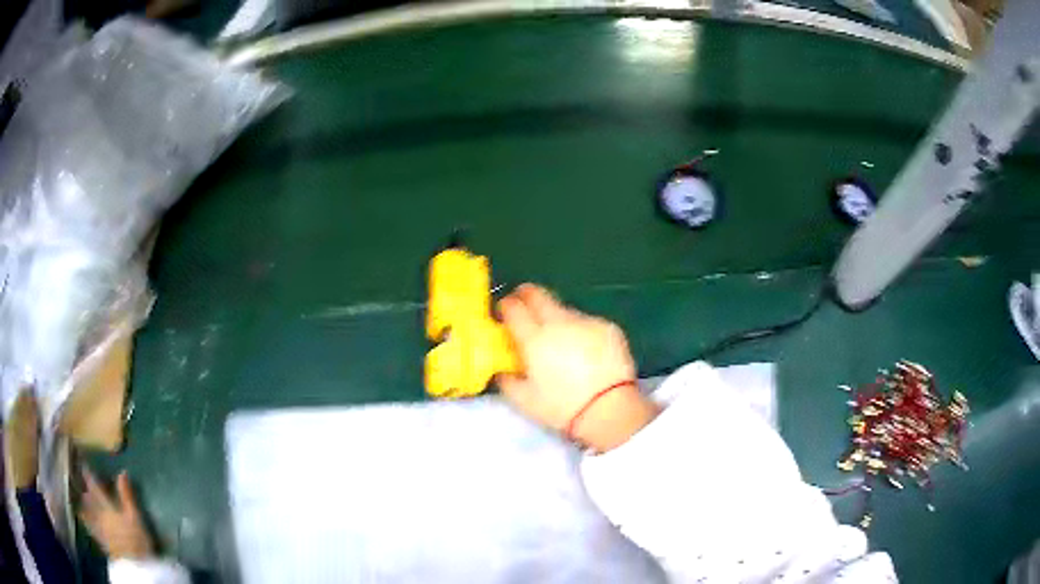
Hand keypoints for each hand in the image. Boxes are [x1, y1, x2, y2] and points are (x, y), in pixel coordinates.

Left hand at [79, 468, 154, 559]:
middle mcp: (97, 512)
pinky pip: (88, 525)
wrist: (134, 567)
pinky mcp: (99, 539)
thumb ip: (127, 495)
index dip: (87, 471)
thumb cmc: (135, 539)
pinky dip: (83, 518)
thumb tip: (121, 471)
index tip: (80, 458)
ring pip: (85, 509)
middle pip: (87, 496)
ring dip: (80, 500)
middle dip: (81, 485)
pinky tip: (81, 516)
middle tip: (74, 474)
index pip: (93, 484)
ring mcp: (97, 527)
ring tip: (75, 493)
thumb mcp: (135, 517)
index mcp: (105, 504)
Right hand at [497, 284, 659, 451]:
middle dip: (527, 295)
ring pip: (564, 310)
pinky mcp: (607, 327)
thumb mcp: (524, 401)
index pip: (513, 308)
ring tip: (562, 341)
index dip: (506, 306)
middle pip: (538, 295)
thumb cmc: (562, 408)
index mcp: (534, 338)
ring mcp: (585, 322)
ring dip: (557, 319)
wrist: (609, 409)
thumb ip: (507, 381)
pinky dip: (581, 331)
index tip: (505, 311)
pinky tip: (587, 351)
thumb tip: (502, 370)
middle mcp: (558, 322)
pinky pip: (587, 322)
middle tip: (526, 306)